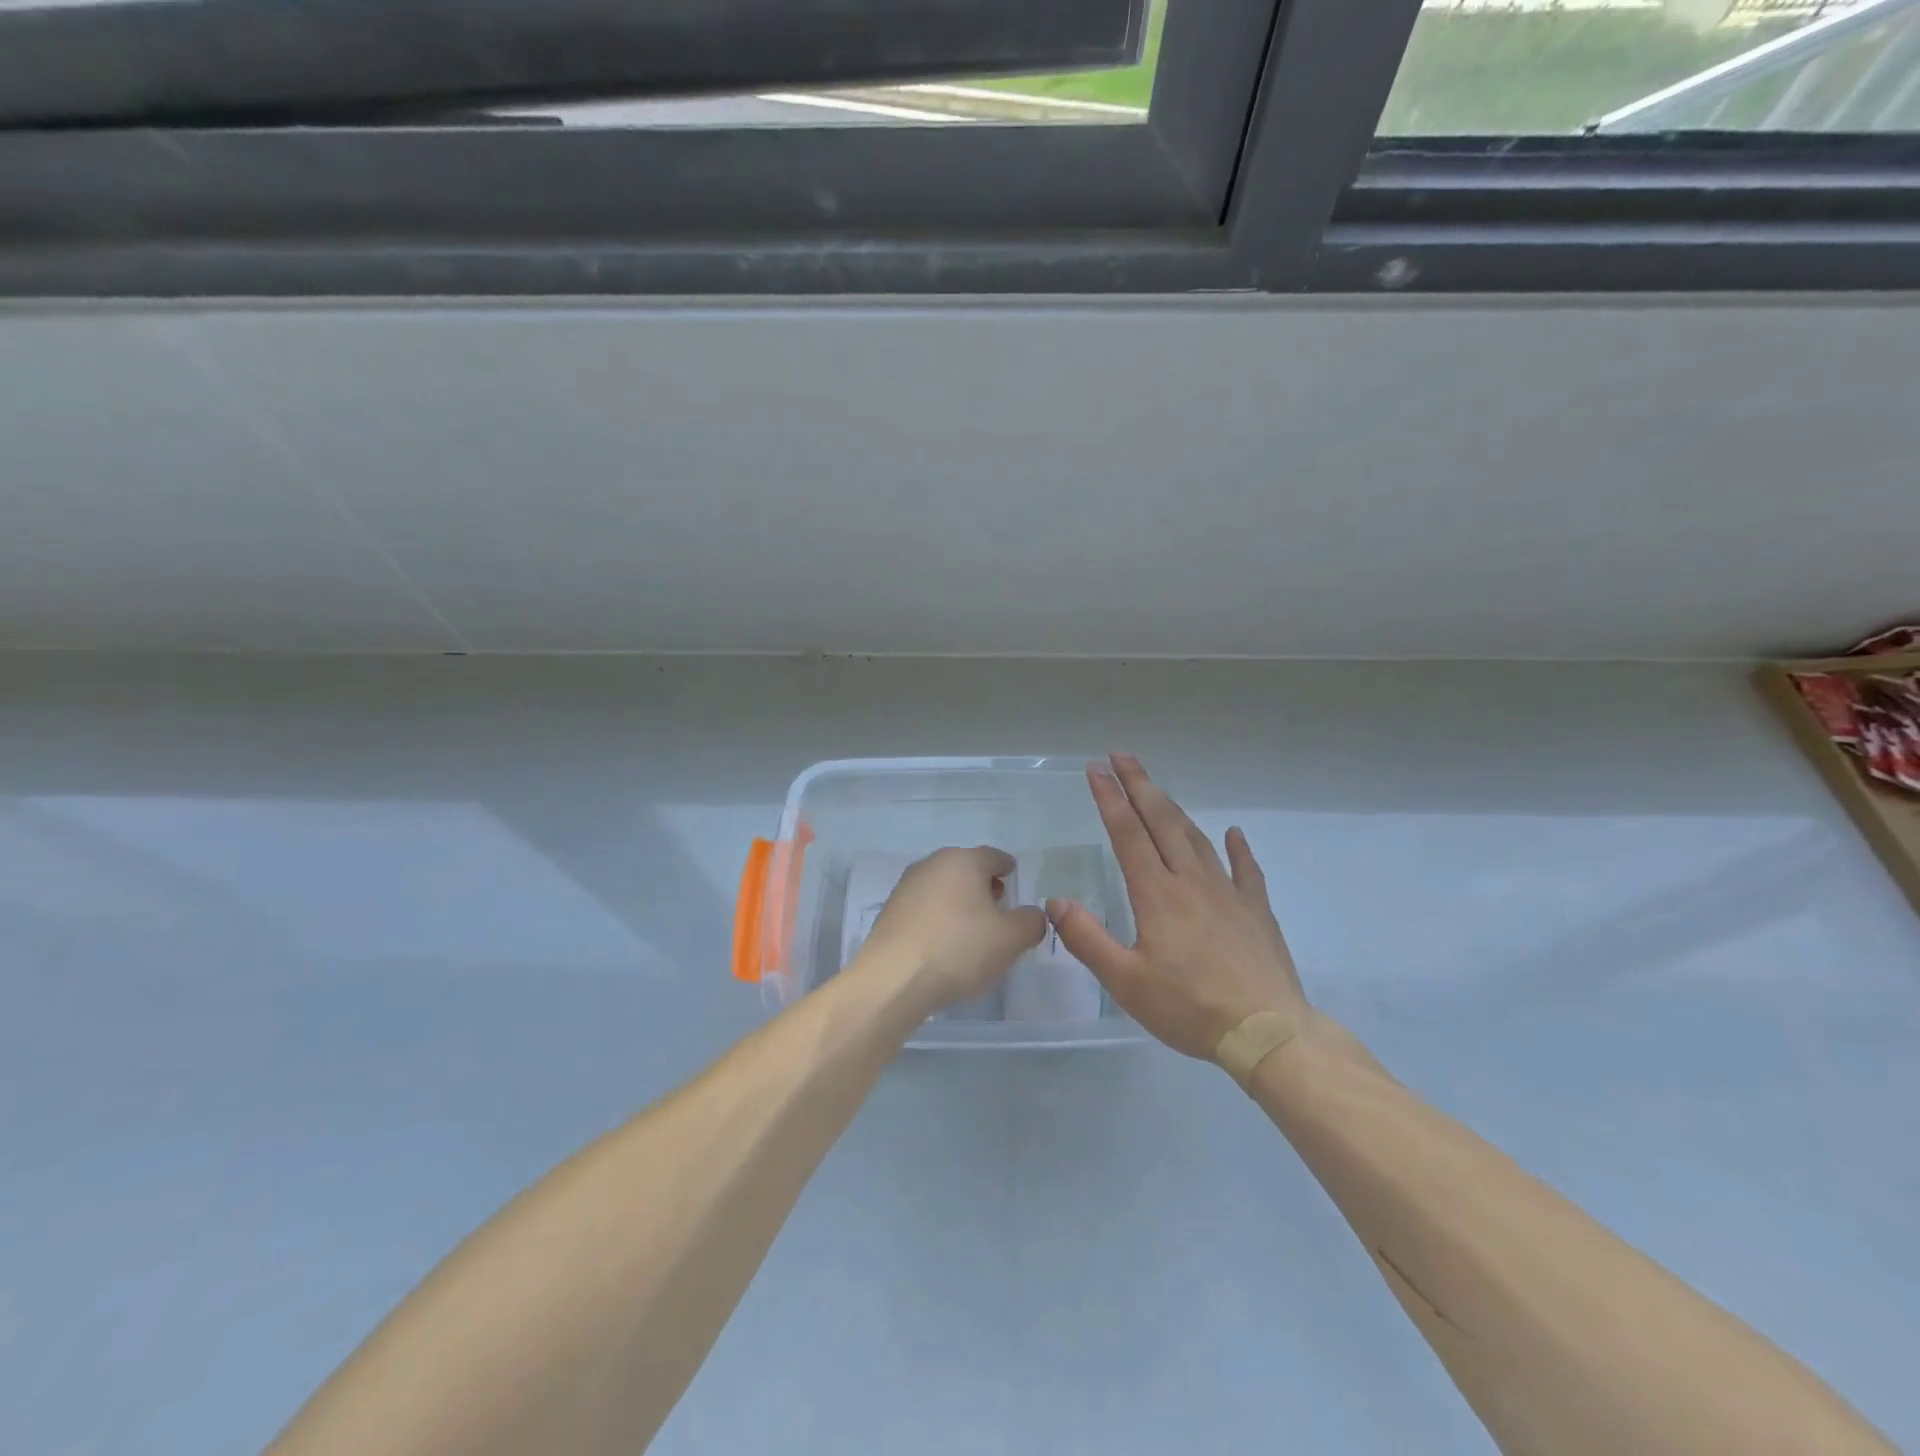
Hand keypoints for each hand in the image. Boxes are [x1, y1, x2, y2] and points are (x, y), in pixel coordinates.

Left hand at [857, 846, 1047, 1012]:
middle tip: (998, 905)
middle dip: (983, 884)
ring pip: (942, 887)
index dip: (1007, 867)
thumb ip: (1030, 922)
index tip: (1013, 876)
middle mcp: (932, 864)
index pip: (993, 856)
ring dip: (959, 901)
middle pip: (965, 869)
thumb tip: (1033, 916)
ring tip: (973, 928)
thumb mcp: (1010, 939)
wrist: (893, 979)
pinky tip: (944, 941)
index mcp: (963, 860)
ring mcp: (906, 886)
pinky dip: (938, 917)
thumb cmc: (959, 949)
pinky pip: (924, 907)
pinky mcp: (889, 911)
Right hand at [1049, 754, 1308, 1061]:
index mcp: (1157, 894)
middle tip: (1122, 755)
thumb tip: (1055, 901)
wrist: (1267, 1032)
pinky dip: (1236, 848)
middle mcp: (1191, 881)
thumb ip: (1088, 938)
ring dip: (1173, 808)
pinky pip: (1245, 869)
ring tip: (1157, 789)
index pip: (1128, 833)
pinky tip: (1232, 834)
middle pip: (1162, 821)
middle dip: (1139, 785)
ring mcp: (1228, 892)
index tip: (1096, 769)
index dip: (1110, 798)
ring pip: (1196, 838)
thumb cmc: (1189, 1008)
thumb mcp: (1126, 982)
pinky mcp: (1256, 910)